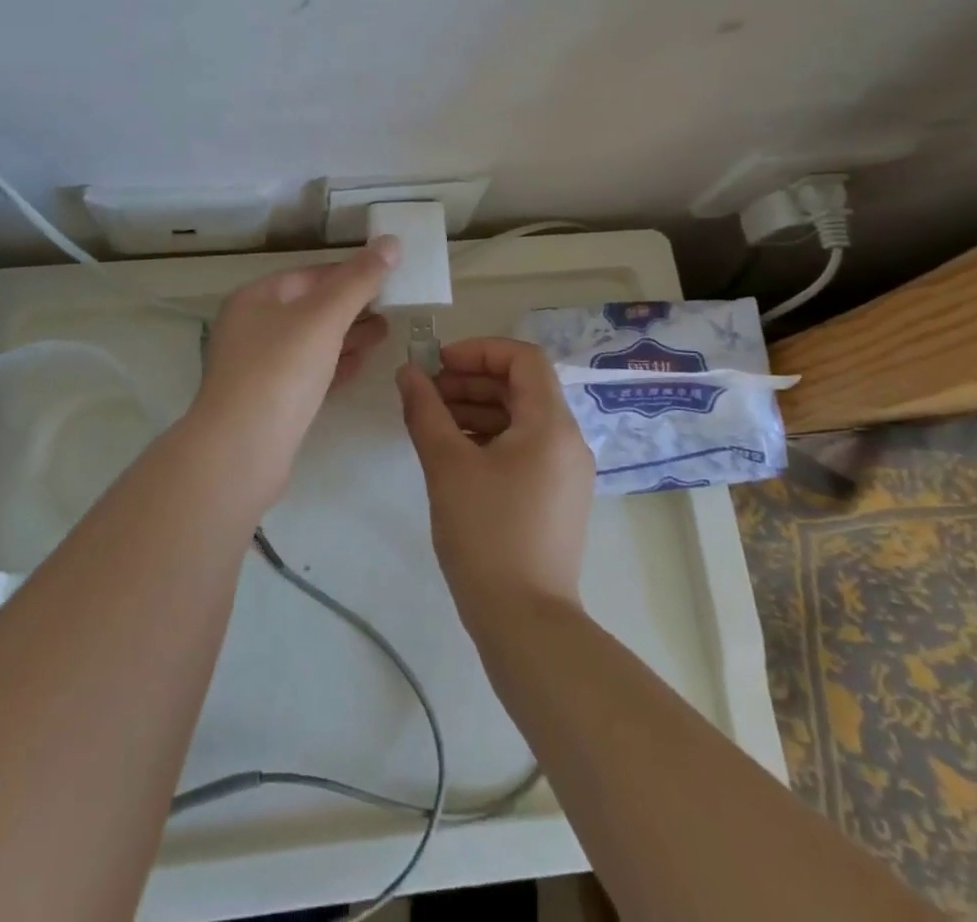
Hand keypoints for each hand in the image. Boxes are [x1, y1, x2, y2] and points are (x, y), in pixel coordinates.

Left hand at [188, 239, 397, 498]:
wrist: (240, 453)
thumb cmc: (280, 372)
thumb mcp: (323, 318)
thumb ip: (358, 280)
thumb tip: (391, 242)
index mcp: (255, 299)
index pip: (310, 275)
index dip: (350, 272)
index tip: (388, 277)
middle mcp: (251, 328)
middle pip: (310, 307)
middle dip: (352, 306)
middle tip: (393, 307)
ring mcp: (258, 367)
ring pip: (310, 342)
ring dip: (347, 336)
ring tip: (385, 333)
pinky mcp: (269, 402)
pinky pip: (307, 373)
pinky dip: (335, 364)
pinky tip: (361, 365)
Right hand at [396, 338, 594, 627]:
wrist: (526, 624)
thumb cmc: (486, 535)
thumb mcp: (447, 466)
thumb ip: (425, 411)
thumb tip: (408, 373)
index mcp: (551, 425)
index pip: (523, 359)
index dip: (479, 351)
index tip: (438, 365)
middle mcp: (568, 441)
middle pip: (522, 387)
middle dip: (472, 381)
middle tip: (428, 394)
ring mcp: (567, 472)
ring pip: (522, 419)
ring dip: (478, 410)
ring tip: (434, 423)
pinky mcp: (558, 498)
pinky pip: (525, 448)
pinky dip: (491, 439)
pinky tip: (456, 455)